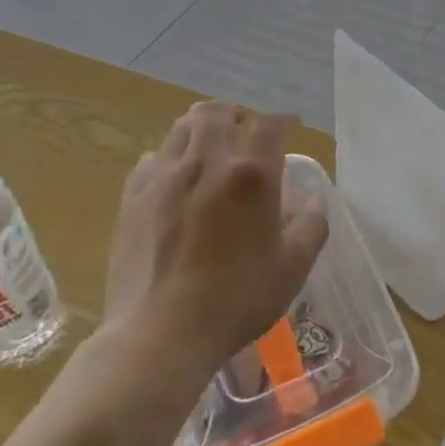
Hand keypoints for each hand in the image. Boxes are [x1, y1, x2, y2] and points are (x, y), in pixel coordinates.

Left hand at [105, 101, 327, 375]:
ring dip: (199, 127)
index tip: (289, 125)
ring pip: (180, 128)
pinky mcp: (132, 198)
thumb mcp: (293, 267)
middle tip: (243, 125)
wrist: (161, 333)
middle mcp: (207, 163)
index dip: (283, 119)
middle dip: (234, 112)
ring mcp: (164, 178)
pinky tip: (173, 176)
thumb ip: (311, 226)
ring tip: (208, 143)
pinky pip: (150, 159)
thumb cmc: (237, 299)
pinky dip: (168, 157)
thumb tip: (312, 200)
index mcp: (252, 176)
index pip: (270, 124)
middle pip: (216, 112)